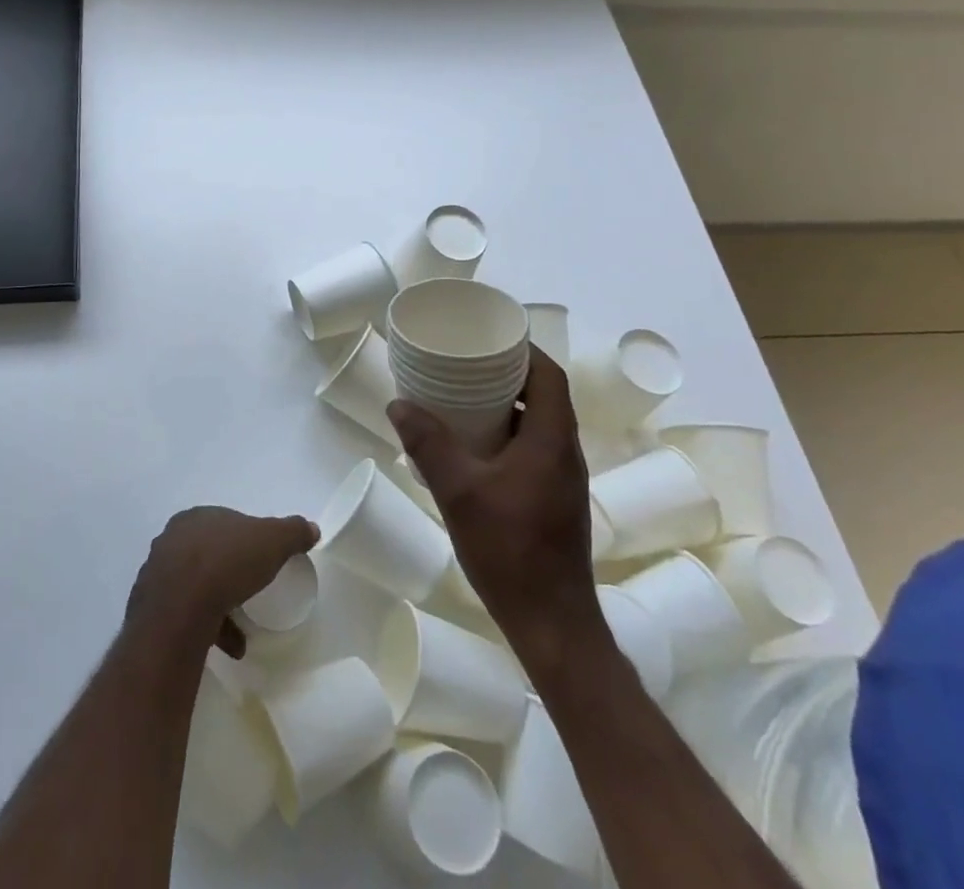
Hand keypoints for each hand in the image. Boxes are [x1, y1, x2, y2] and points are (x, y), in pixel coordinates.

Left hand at [126, 507, 318, 658]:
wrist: (180, 609)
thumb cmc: (227, 563)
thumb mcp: (272, 541)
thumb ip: (292, 531)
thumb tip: (311, 528)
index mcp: (197, 517)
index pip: (225, 524)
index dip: (245, 540)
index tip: (262, 561)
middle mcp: (173, 539)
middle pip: (208, 555)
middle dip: (229, 574)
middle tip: (250, 593)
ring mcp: (158, 574)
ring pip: (195, 587)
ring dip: (218, 607)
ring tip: (242, 635)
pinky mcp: (151, 608)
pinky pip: (184, 615)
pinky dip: (207, 628)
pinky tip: (228, 648)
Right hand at [389, 346, 610, 686]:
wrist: (551, 625)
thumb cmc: (510, 551)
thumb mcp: (459, 493)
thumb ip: (428, 445)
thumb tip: (399, 404)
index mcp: (552, 442)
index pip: (550, 377)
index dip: (526, 350)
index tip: (491, 338)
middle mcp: (564, 454)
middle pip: (545, 396)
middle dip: (510, 373)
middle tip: (468, 363)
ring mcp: (562, 480)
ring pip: (539, 424)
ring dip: (509, 405)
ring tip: (465, 397)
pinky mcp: (554, 501)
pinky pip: (534, 449)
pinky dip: (509, 434)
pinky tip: (474, 446)